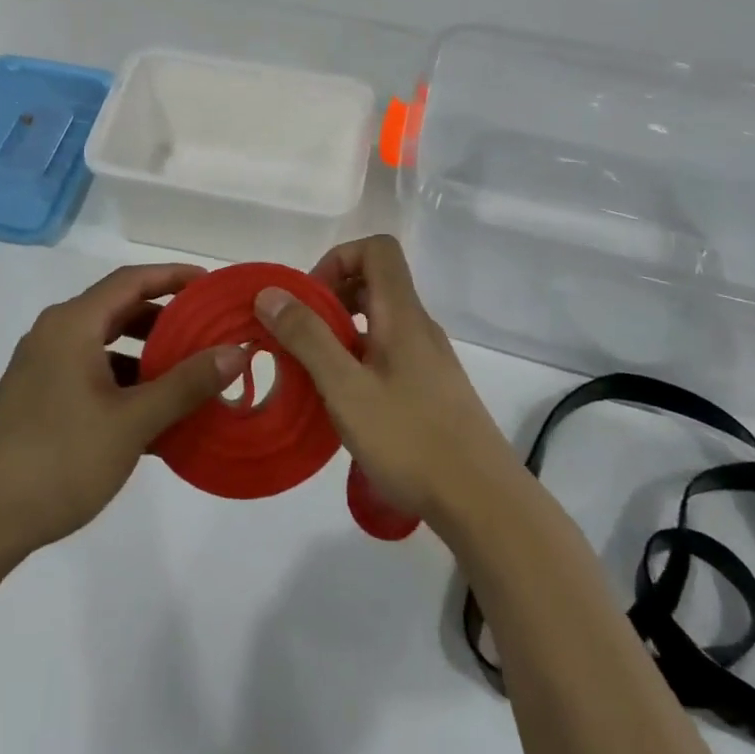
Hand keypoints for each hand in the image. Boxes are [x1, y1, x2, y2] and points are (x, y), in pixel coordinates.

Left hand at [0, 264, 246, 557]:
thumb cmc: (59, 459)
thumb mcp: (132, 421)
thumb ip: (186, 384)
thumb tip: (237, 351)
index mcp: (72, 324)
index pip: (131, 280)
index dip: (174, 276)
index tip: (212, 286)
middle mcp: (55, 334)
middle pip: (118, 309)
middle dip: (165, 318)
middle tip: (208, 332)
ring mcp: (42, 367)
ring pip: (105, 345)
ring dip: (146, 354)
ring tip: (189, 375)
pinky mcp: (38, 398)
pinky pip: (91, 373)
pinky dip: (125, 382)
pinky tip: (153, 415)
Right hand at [254, 235, 520, 530]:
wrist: (484, 504)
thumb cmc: (411, 440)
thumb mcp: (346, 389)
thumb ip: (307, 338)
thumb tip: (271, 293)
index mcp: (403, 315)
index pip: (377, 250)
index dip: (338, 260)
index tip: (309, 300)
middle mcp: (419, 327)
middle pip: (375, 282)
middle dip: (330, 298)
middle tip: (300, 337)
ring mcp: (428, 359)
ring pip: (379, 321)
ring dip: (341, 333)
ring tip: (313, 372)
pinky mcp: (431, 390)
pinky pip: (387, 353)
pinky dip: (358, 360)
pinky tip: (343, 403)